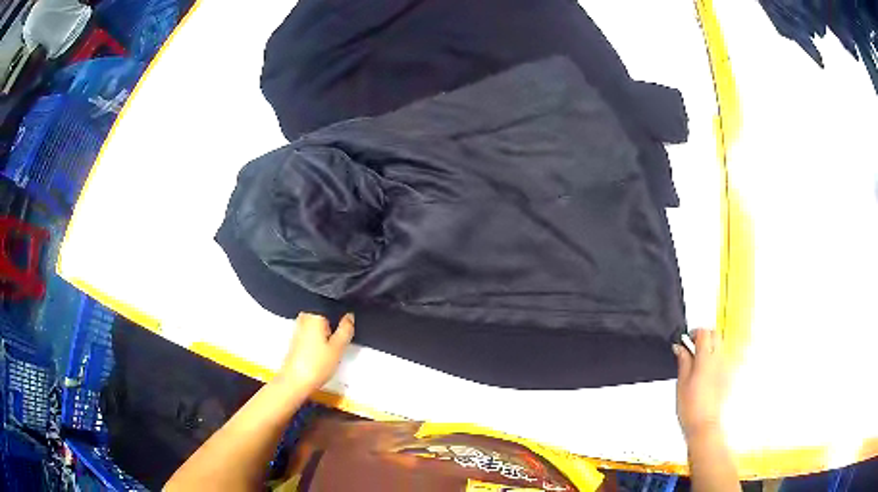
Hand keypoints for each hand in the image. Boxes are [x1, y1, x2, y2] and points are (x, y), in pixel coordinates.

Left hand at [275, 312, 353, 393]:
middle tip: (340, 342)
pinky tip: (322, 354)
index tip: (348, 330)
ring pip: (319, 326)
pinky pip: (312, 334)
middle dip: (334, 327)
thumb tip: (350, 316)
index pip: (333, 307)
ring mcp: (299, 329)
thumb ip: (346, 329)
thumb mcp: (338, 348)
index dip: (343, 317)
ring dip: (327, 335)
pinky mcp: (297, 340)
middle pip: (326, 316)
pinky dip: (319, 341)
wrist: (294, 382)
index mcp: (314, 315)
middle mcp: (304, 317)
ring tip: (331, 350)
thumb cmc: (316, 364)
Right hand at [673, 329, 729, 439]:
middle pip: (715, 334)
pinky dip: (715, 359)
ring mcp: (726, 367)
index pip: (704, 332)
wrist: (705, 425)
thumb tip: (680, 348)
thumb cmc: (692, 408)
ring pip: (720, 345)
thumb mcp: (681, 383)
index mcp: (706, 359)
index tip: (686, 340)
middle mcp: (719, 359)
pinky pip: (723, 359)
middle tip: (692, 346)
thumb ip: (683, 361)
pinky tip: (706, 372)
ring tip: (698, 361)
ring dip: (710, 347)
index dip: (694, 333)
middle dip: (704, 336)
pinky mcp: (729, 376)